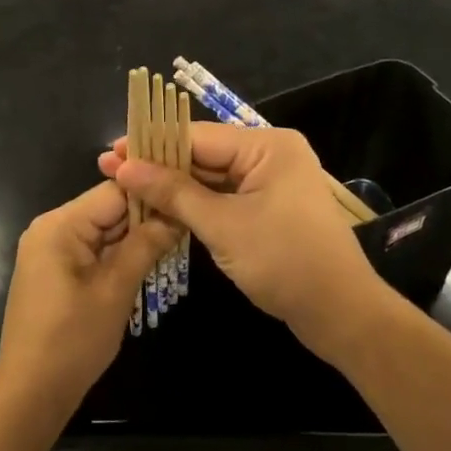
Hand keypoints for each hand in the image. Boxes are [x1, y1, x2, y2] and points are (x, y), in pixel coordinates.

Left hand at [0, 181, 177, 420]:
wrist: (31, 392)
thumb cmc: (73, 339)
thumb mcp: (115, 289)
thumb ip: (146, 245)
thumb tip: (177, 213)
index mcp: (60, 224)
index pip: (114, 190)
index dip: (152, 192)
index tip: (188, 195)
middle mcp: (51, 228)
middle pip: (108, 208)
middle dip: (147, 215)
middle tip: (190, 218)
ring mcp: (51, 249)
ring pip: (103, 230)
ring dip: (135, 236)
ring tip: (179, 235)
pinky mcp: (55, 270)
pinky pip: (93, 249)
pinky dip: (119, 253)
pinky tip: (150, 257)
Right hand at [98, 123, 390, 360]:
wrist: (340, 314)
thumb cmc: (284, 261)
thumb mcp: (223, 225)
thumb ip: (173, 193)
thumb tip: (125, 167)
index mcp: (267, 146)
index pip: (198, 137)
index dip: (152, 144)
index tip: (110, 152)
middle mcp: (270, 155)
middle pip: (204, 154)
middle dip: (159, 165)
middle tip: (109, 170)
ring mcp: (271, 183)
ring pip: (211, 178)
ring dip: (173, 186)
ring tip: (126, 188)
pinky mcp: (268, 209)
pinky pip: (224, 197)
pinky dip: (195, 204)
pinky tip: (160, 207)